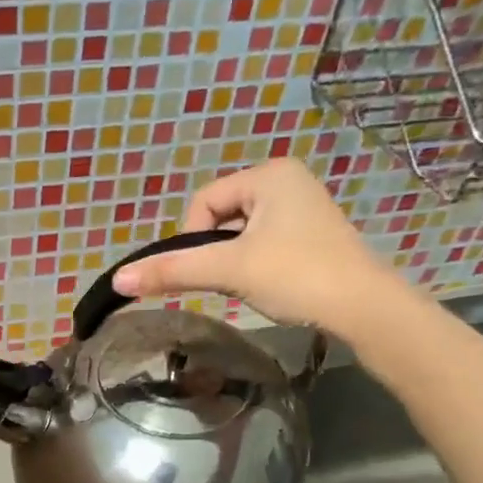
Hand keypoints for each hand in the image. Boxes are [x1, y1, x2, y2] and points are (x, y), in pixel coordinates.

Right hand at [111, 158, 420, 338]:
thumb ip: (172, 271)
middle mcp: (287, 180)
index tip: (208, 271)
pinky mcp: (311, 234)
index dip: (192, 239)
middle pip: (220, 216)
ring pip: (241, 234)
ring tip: (253, 284)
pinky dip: (255, 265)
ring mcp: (303, 207)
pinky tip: (271, 285)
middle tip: (231, 280)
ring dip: (234, 261)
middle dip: (217, 252)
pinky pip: (263, 243)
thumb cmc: (296, 276)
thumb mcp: (229, 270)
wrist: (364, 308)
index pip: (203, 201)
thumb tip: (118, 279)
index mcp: (269, 174)